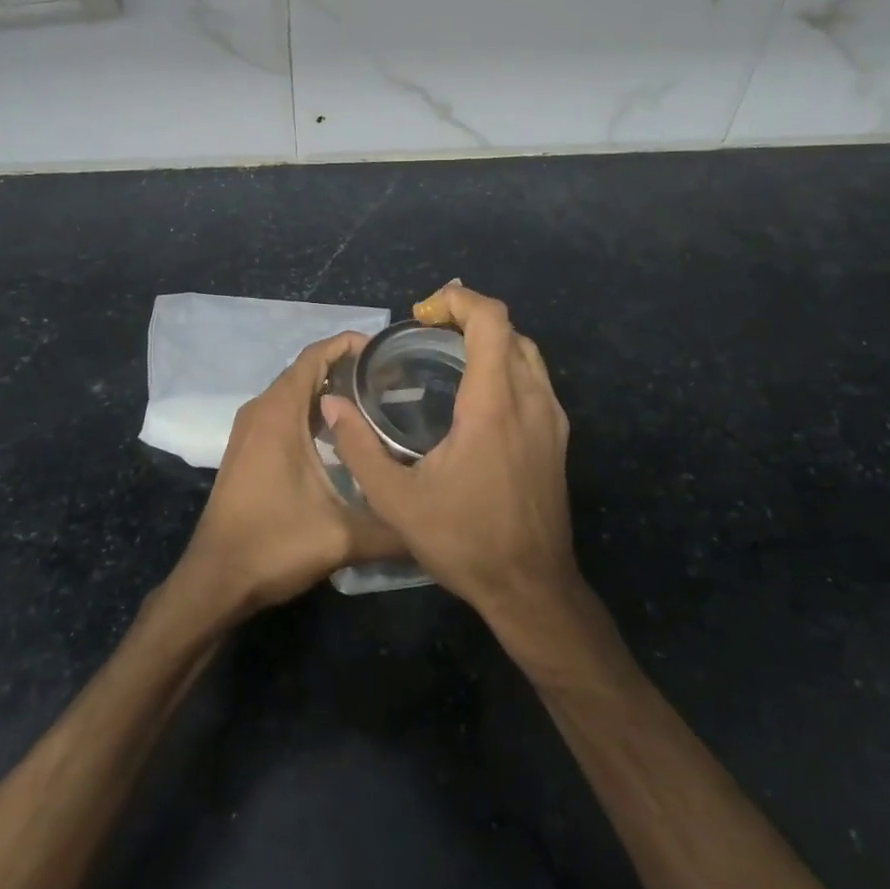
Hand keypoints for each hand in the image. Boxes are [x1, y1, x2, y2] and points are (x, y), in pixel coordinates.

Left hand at [176, 330, 407, 615]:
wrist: (215, 581)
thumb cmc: (274, 545)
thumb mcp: (342, 536)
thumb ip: (393, 528)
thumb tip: (434, 522)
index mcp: (279, 412)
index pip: (315, 355)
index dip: (349, 344)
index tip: (386, 351)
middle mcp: (261, 410)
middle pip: (306, 370)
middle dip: (346, 368)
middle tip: (391, 379)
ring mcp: (249, 429)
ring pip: (294, 393)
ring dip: (329, 391)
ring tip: (375, 402)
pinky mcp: (247, 449)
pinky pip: (283, 412)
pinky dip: (312, 411)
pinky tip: (342, 436)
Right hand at [321, 283, 575, 626]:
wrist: (533, 589)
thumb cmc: (464, 542)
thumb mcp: (396, 501)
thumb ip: (358, 448)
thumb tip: (331, 404)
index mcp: (493, 404)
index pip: (490, 320)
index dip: (458, 299)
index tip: (422, 313)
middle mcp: (530, 399)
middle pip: (509, 328)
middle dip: (468, 315)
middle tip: (428, 330)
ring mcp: (551, 418)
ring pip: (527, 351)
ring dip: (490, 338)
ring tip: (449, 352)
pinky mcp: (558, 437)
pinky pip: (535, 378)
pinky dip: (506, 363)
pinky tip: (477, 392)